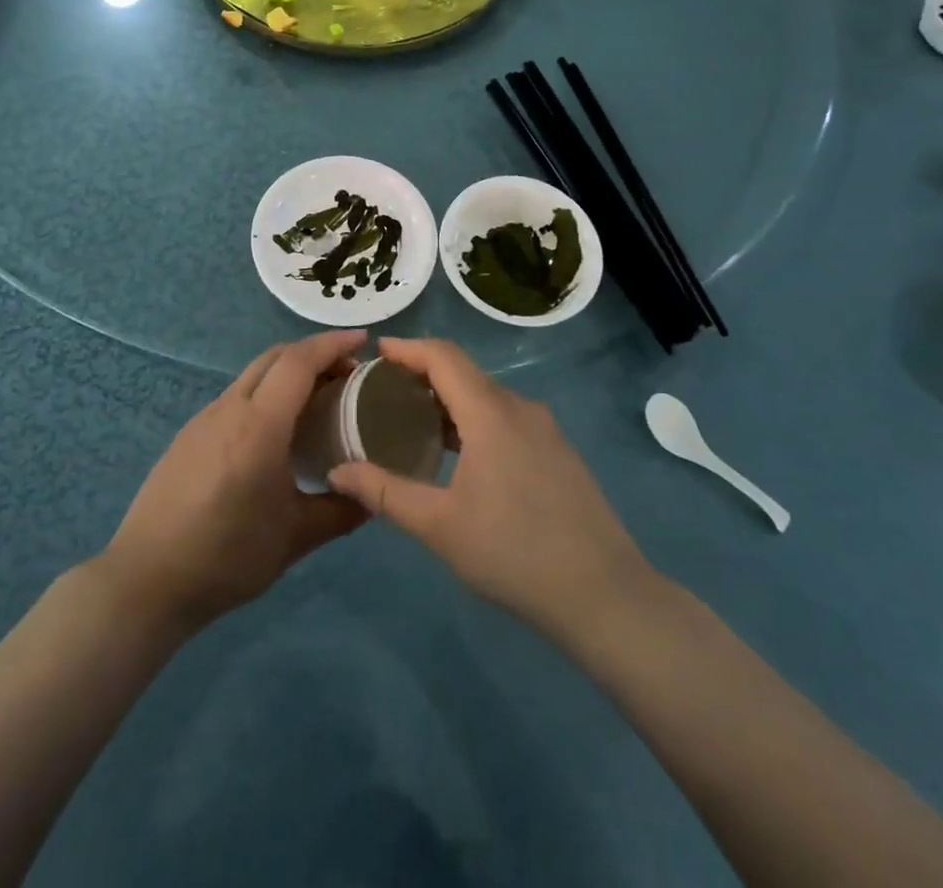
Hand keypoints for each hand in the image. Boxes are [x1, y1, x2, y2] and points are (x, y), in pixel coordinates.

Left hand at [101, 331, 370, 632]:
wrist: (147, 578)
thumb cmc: (227, 556)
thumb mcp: (295, 538)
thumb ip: (341, 510)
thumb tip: (373, 495)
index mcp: (259, 425)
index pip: (299, 362)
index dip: (332, 344)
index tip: (363, 341)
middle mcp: (230, 408)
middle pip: (275, 357)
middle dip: (313, 353)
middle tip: (347, 372)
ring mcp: (204, 418)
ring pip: (253, 374)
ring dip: (287, 372)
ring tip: (316, 398)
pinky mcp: (189, 434)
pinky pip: (236, 396)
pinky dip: (265, 392)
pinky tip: (275, 428)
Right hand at [328, 337, 649, 640]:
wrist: (605, 595)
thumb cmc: (514, 554)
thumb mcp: (439, 526)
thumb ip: (385, 492)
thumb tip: (337, 472)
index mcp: (491, 413)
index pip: (443, 356)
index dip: (408, 348)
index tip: (376, 353)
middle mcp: (520, 408)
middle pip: (465, 373)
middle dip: (423, 373)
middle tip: (384, 391)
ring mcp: (545, 430)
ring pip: (487, 397)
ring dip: (449, 400)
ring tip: (413, 420)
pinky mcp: (558, 452)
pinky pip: (506, 417)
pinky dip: (474, 420)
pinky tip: (459, 453)